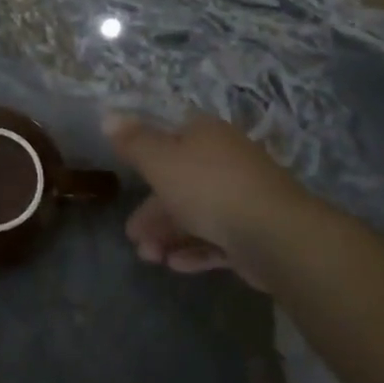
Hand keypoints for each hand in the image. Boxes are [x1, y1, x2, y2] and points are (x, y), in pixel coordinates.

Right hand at [104, 112, 320, 283]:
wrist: (275, 234)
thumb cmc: (208, 188)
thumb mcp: (159, 160)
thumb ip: (133, 141)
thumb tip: (108, 116)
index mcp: (206, 135)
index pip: (171, 136)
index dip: (146, 156)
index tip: (127, 179)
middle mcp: (226, 160)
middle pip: (180, 181)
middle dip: (152, 211)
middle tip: (133, 236)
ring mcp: (243, 196)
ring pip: (197, 213)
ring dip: (168, 235)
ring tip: (150, 258)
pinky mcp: (255, 231)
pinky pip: (217, 238)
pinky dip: (194, 250)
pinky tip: (175, 266)